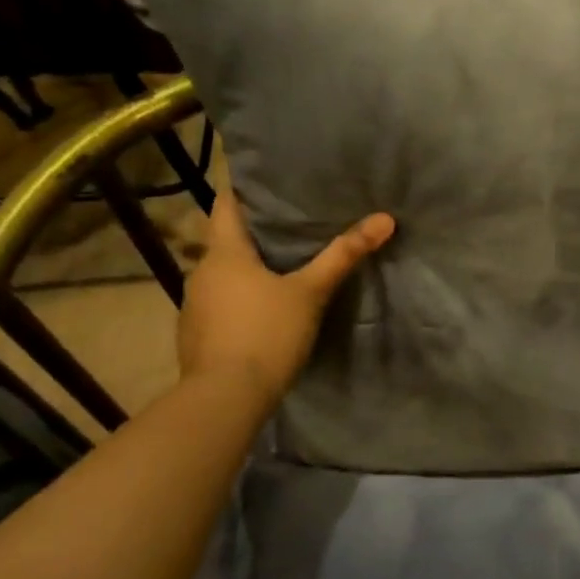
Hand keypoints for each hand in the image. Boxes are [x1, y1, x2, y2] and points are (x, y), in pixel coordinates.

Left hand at [177, 191, 394, 403]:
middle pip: (227, 240)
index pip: (226, 203)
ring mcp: (194, 306)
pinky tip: (263, 310)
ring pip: (224, 274)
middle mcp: (201, 272)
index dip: (244, 188)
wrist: (225, 399)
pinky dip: (240, 298)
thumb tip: (385, 218)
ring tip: (283, 265)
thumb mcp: (311, 292)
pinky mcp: (196, 335)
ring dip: (248, 269)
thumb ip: (344, 255)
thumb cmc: (267, 334)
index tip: (268, 179)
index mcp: (224, 253)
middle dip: (256, 231)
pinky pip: (220, 303)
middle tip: (292, 223)